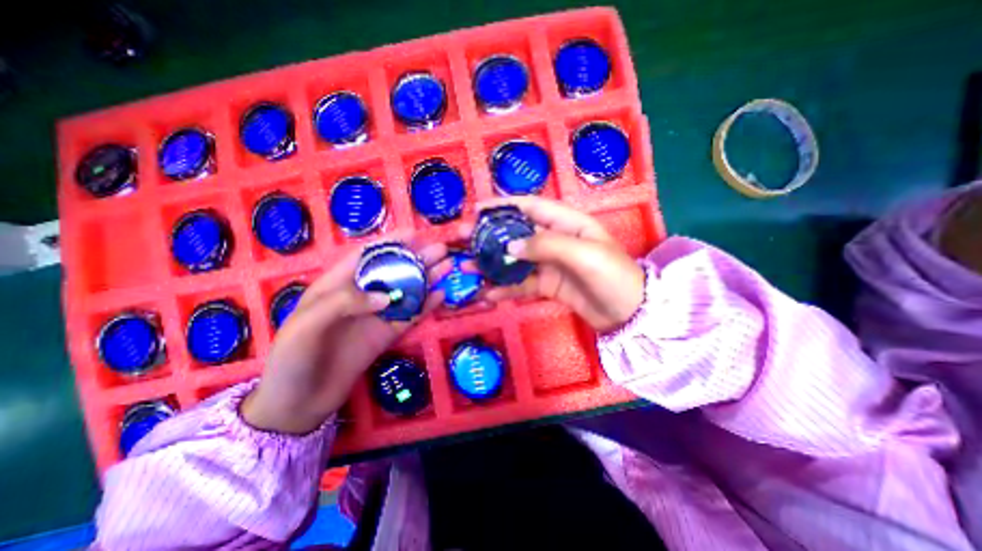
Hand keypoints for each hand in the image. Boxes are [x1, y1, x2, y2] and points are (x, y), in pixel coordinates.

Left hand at [241, 240, 448, 435]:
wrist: (299, 404)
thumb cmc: (293, 359)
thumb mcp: (307, 325)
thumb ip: (345, 303)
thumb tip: (388, 296)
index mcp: (337, 285)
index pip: (366, 256)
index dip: (390, 243)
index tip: (414, 234)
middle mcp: (361, 296)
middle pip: (393, 271)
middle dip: (416, 258)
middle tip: (441, 249)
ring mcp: (377, 315)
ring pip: (406, 292)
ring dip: (427, 278)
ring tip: (448, 266)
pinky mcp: (387, 334)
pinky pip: (410, 316)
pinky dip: (426, 305)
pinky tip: (441, 296)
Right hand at [471, 196, 650, 333]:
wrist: (629, 313)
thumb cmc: (612, 275)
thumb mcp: (583, 253)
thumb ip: (546, 246)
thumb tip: (510, 247)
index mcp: (567, 223)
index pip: (530, 207)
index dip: (504, 206)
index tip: (477, 210)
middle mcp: (555, 240)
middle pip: (516, 233)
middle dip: (490, 235)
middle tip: (463, 240)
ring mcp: (549, 264)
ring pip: (515, 260)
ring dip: (492, 263)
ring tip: (468, 267)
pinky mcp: (547, 285)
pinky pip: (522, 284)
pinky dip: (505, 289)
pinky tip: (488, 294)